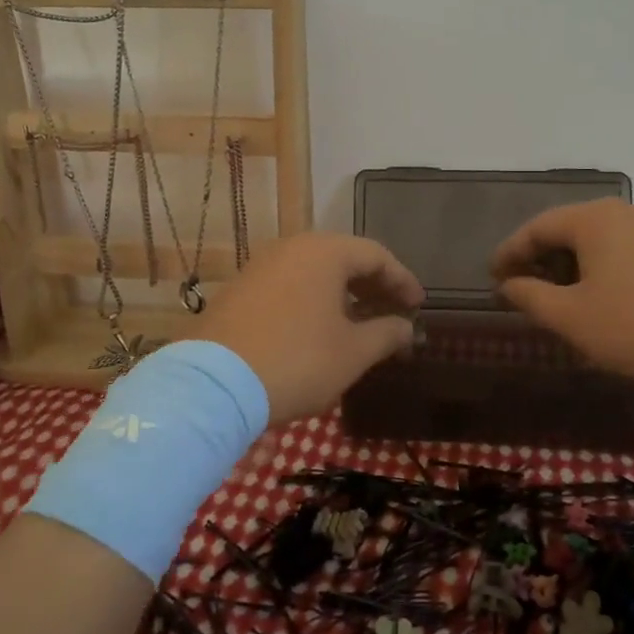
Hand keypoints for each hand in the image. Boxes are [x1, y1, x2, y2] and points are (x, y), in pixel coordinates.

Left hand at [193, 233, 424, 422]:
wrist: (215, 385)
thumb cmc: (298, 361)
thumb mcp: (353, 352)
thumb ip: (387, 334)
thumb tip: (407, 327)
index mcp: (324, 252)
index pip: (376, 255)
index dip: (402, 280)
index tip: (418, 305)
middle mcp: (291, 248)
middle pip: (344, 258)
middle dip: (373, 285)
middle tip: (394, 312)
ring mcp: (261, 267)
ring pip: (314, 272)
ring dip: (343, 294)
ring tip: (361, 323)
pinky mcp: (240, 290)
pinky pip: (290, 284)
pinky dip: (314, 300)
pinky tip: (320, 329)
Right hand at [491, 199, 633, 392]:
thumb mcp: (572, 317)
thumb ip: (530, 297)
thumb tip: (507, 284)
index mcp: (594, 218)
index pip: (536, 227)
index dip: (509, 252)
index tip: (491, 276)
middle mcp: (624, 212)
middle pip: (567, 228)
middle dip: (539, 257)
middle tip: (519, 286)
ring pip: (597, 239)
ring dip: (569, 264)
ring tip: (556, 295)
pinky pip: (622, 249)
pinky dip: (598, 267)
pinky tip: (598, 296)